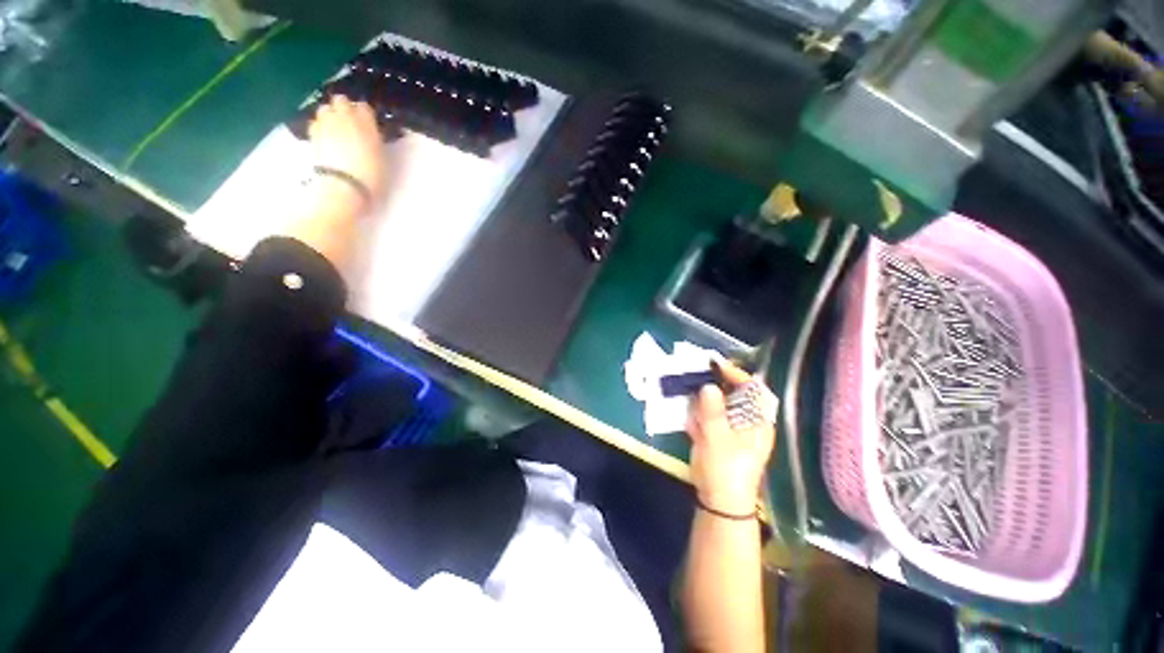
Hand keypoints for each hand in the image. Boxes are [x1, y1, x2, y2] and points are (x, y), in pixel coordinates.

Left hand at [307, 95, 384, 200]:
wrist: (344, 186)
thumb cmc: (371, 175)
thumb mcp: (382, 156)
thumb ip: (374, 139)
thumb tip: (370, 134)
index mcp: (365, 122)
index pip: (364, 107)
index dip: (365, 114)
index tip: (368, 123)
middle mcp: (344, 117)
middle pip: (341, 101)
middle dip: (344, 108)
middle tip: (350, 123)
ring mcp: (325, 124)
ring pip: (325, 109)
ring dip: (330, 116)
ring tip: (336, 129)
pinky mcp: (313, 135)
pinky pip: (316, 122)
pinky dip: (320, 126)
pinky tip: (326, 137)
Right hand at [686, 362, 776, 514]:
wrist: (718, 499)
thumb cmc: (725, 469)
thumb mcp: (718, 438)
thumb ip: (712, 411)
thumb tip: (707, 386)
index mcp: (757, 421)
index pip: (753, 389)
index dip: (736, 374)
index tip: (716, 366)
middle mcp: (746, 420)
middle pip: (733, 393)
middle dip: (715, 383)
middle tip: (697, 373)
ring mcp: (730, 427)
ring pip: (718, 402)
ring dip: (703, 395)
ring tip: (689, 388)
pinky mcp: (717, 433)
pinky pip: (708, 414)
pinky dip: (698, 410)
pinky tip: (688, 411)